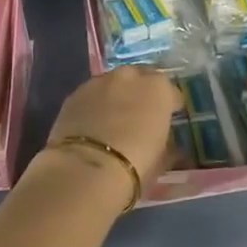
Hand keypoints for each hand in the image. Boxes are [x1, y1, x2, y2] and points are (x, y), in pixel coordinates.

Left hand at [44, 66, 183, 192]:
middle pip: (140, 79)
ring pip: (113, 84)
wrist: (86, 170)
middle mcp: (129, 76)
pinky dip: (95, 105)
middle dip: (142, 94)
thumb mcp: (162, 159)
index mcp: (158, 88)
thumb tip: (167, 144)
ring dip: (116, 97)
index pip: (171, 92)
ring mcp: (99, 82)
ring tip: (114, 120)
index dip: (170, 107)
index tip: (168, 120)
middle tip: (140, 116)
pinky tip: (92, 125)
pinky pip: (92, 96)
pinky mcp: (74, 94)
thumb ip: (167, 143)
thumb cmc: (135, 164)